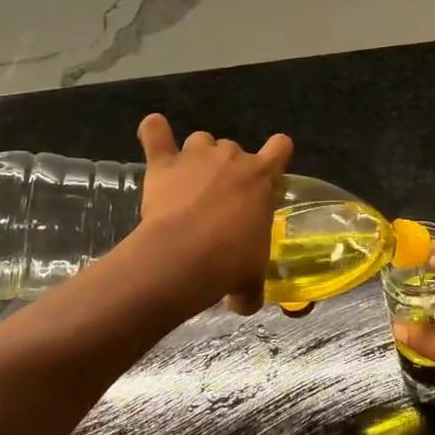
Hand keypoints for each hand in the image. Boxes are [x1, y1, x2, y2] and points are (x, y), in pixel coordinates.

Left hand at [134, 113, 292, 315]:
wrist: (185, 255)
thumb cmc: (229, 262)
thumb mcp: (250, 278)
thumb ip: (251, 286)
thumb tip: (246, 304)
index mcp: (262, 177)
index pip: (281, 147)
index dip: (276, 154)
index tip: (269, 168)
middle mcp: (232, 157)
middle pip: (233, 148)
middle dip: (227, 168)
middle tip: (218, 199)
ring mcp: (196, 156)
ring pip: (201, 140)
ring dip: (197, 155)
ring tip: (188, 181)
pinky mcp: (164, 163)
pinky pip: (156, 133)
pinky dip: (154, 131)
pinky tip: (153, 131)